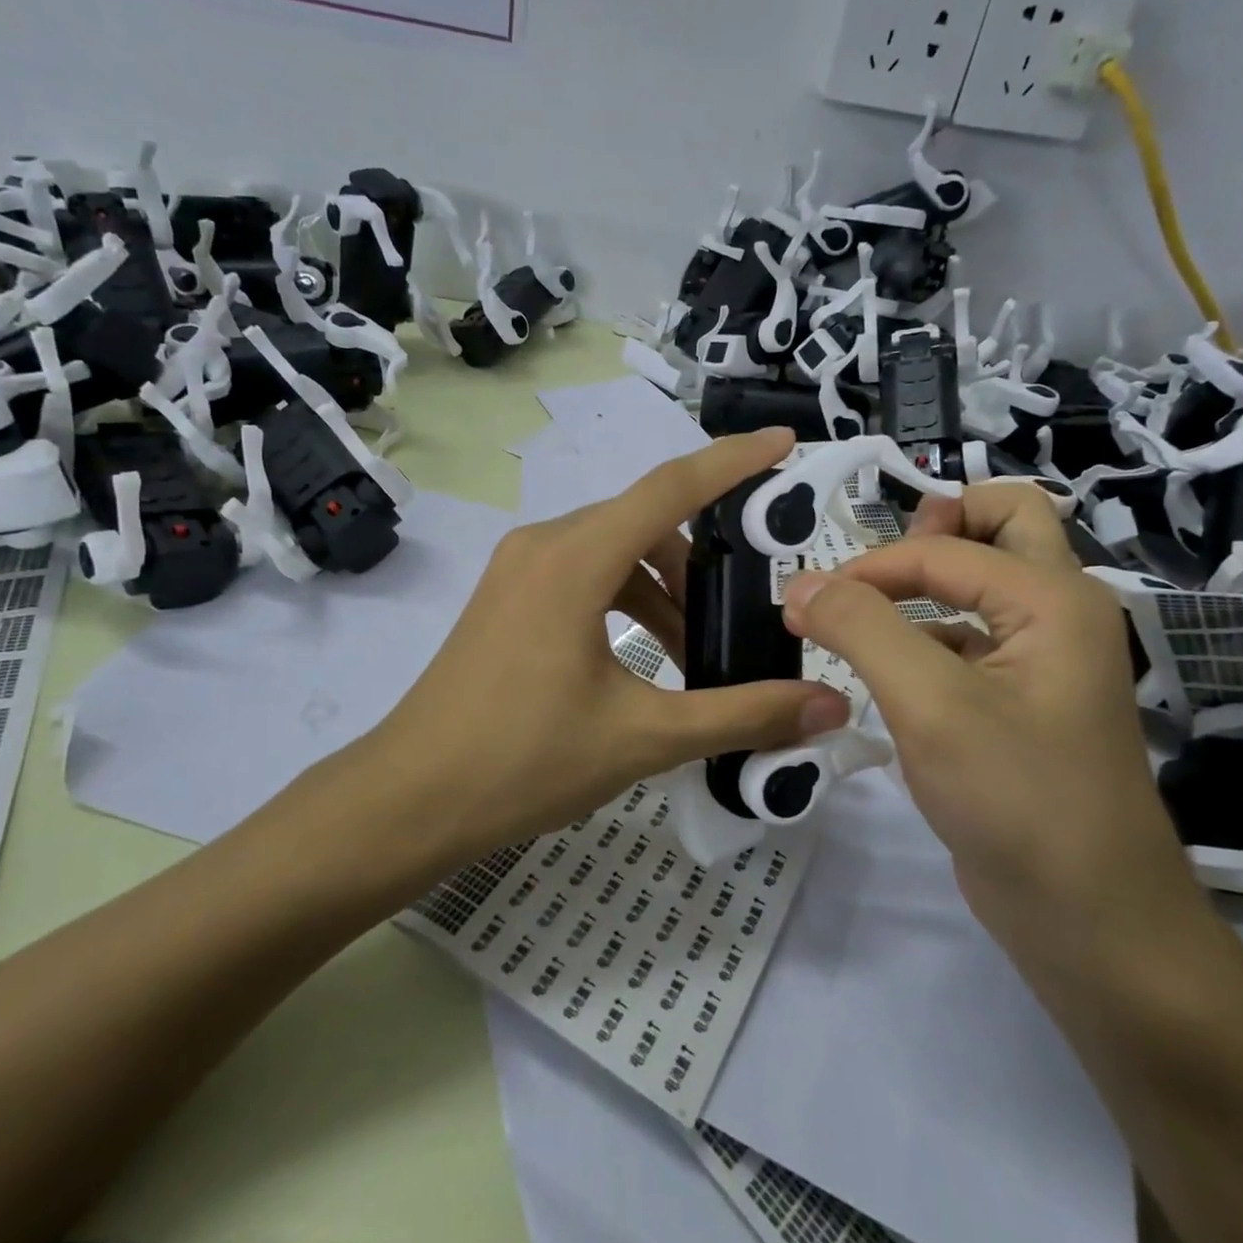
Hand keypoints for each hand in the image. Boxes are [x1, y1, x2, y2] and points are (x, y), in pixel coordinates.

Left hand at [366, 428, 849, 855]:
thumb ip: (742, 715)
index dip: (733, 461)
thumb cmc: (524, 761)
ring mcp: (518, 569)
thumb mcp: (643, 736)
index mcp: (575, 559)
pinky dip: (626, 601)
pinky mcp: (508, 597)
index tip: (783, 443)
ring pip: (614, 552)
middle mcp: (544, 544)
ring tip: (698, 651)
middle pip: (645, 523)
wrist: (412, 799)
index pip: (670, 487)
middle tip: (749, 604)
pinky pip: (584, 576)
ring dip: (663, 590)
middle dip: (703, 560)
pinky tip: (648, 656)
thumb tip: (829, 706)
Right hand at [780, 484, 1200, 944]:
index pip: (943, 549)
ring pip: (987, 580)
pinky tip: (888, 671)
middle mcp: (1056, 613)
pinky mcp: (1020, 701)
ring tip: (863, 612)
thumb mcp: (930, 704)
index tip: (805, 606)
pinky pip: (972, 637)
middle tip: (878, 565)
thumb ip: (862, 628)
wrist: (1090, 921)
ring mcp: (1043, 658)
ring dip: (928, 578)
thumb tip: (800, 584)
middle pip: (1005, 522)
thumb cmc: (1017, 799)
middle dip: (937, 525)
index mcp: (1052, 597)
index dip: (868, 569)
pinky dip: (928, 633)